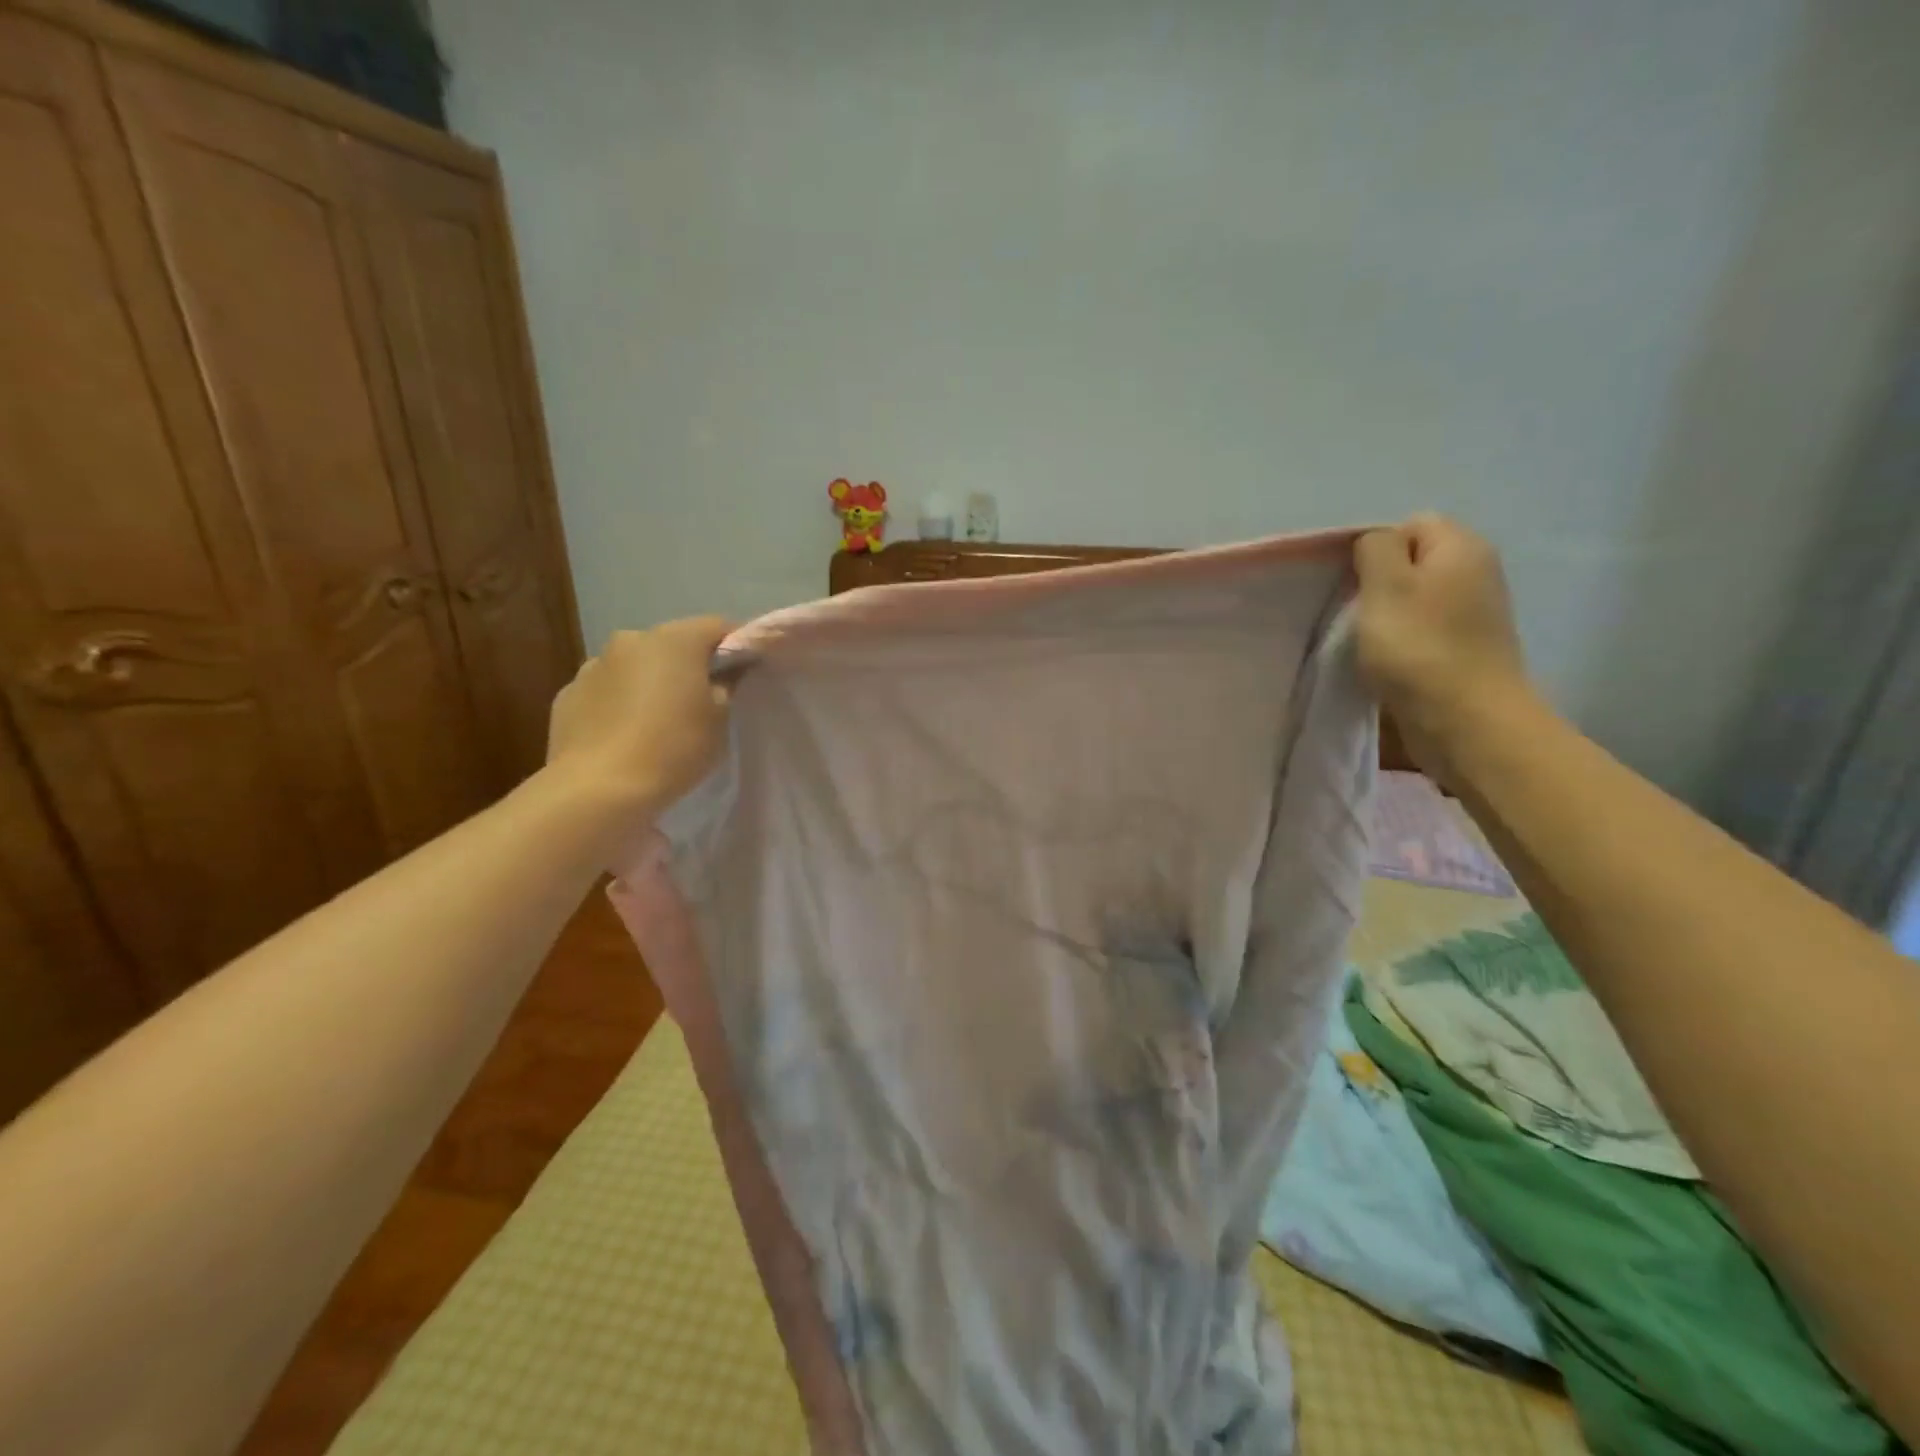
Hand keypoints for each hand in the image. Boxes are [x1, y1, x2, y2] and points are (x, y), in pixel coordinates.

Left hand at [544, 617, 733, 815]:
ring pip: (635, 667)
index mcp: (674, 640)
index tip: (747, 671)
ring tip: (659, 721)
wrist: (599, 789)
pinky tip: (626, 735)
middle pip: (672, 644)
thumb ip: (726, 687)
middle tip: (704, 700)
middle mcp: (630, 640)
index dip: (737, 646)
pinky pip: (606, 691)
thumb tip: (723, 674)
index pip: (717, 627)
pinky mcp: (567, 696)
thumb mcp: (719, 720)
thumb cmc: (673, 748)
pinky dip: (620, 703)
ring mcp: (593, 666)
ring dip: (650, 682)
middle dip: (689, 665)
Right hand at [1353, 515, 1538, 779]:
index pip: (1409, 525)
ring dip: (1386, 619)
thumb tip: (1375, 542)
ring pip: (1415, 601)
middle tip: (1353, 613)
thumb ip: (1375, 549)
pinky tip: (1385, 664)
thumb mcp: (1385, 585)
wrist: (1465, 722)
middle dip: (1377, 585)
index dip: (1374, 549)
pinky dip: (1400, 644)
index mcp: (1461, 548)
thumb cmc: (1418, 647)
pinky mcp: (1466, 651)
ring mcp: (1475, 615)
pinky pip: (1423, 633)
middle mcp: (1477, 573)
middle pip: (1413, 564)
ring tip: (1365, 643)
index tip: (1350, 583)